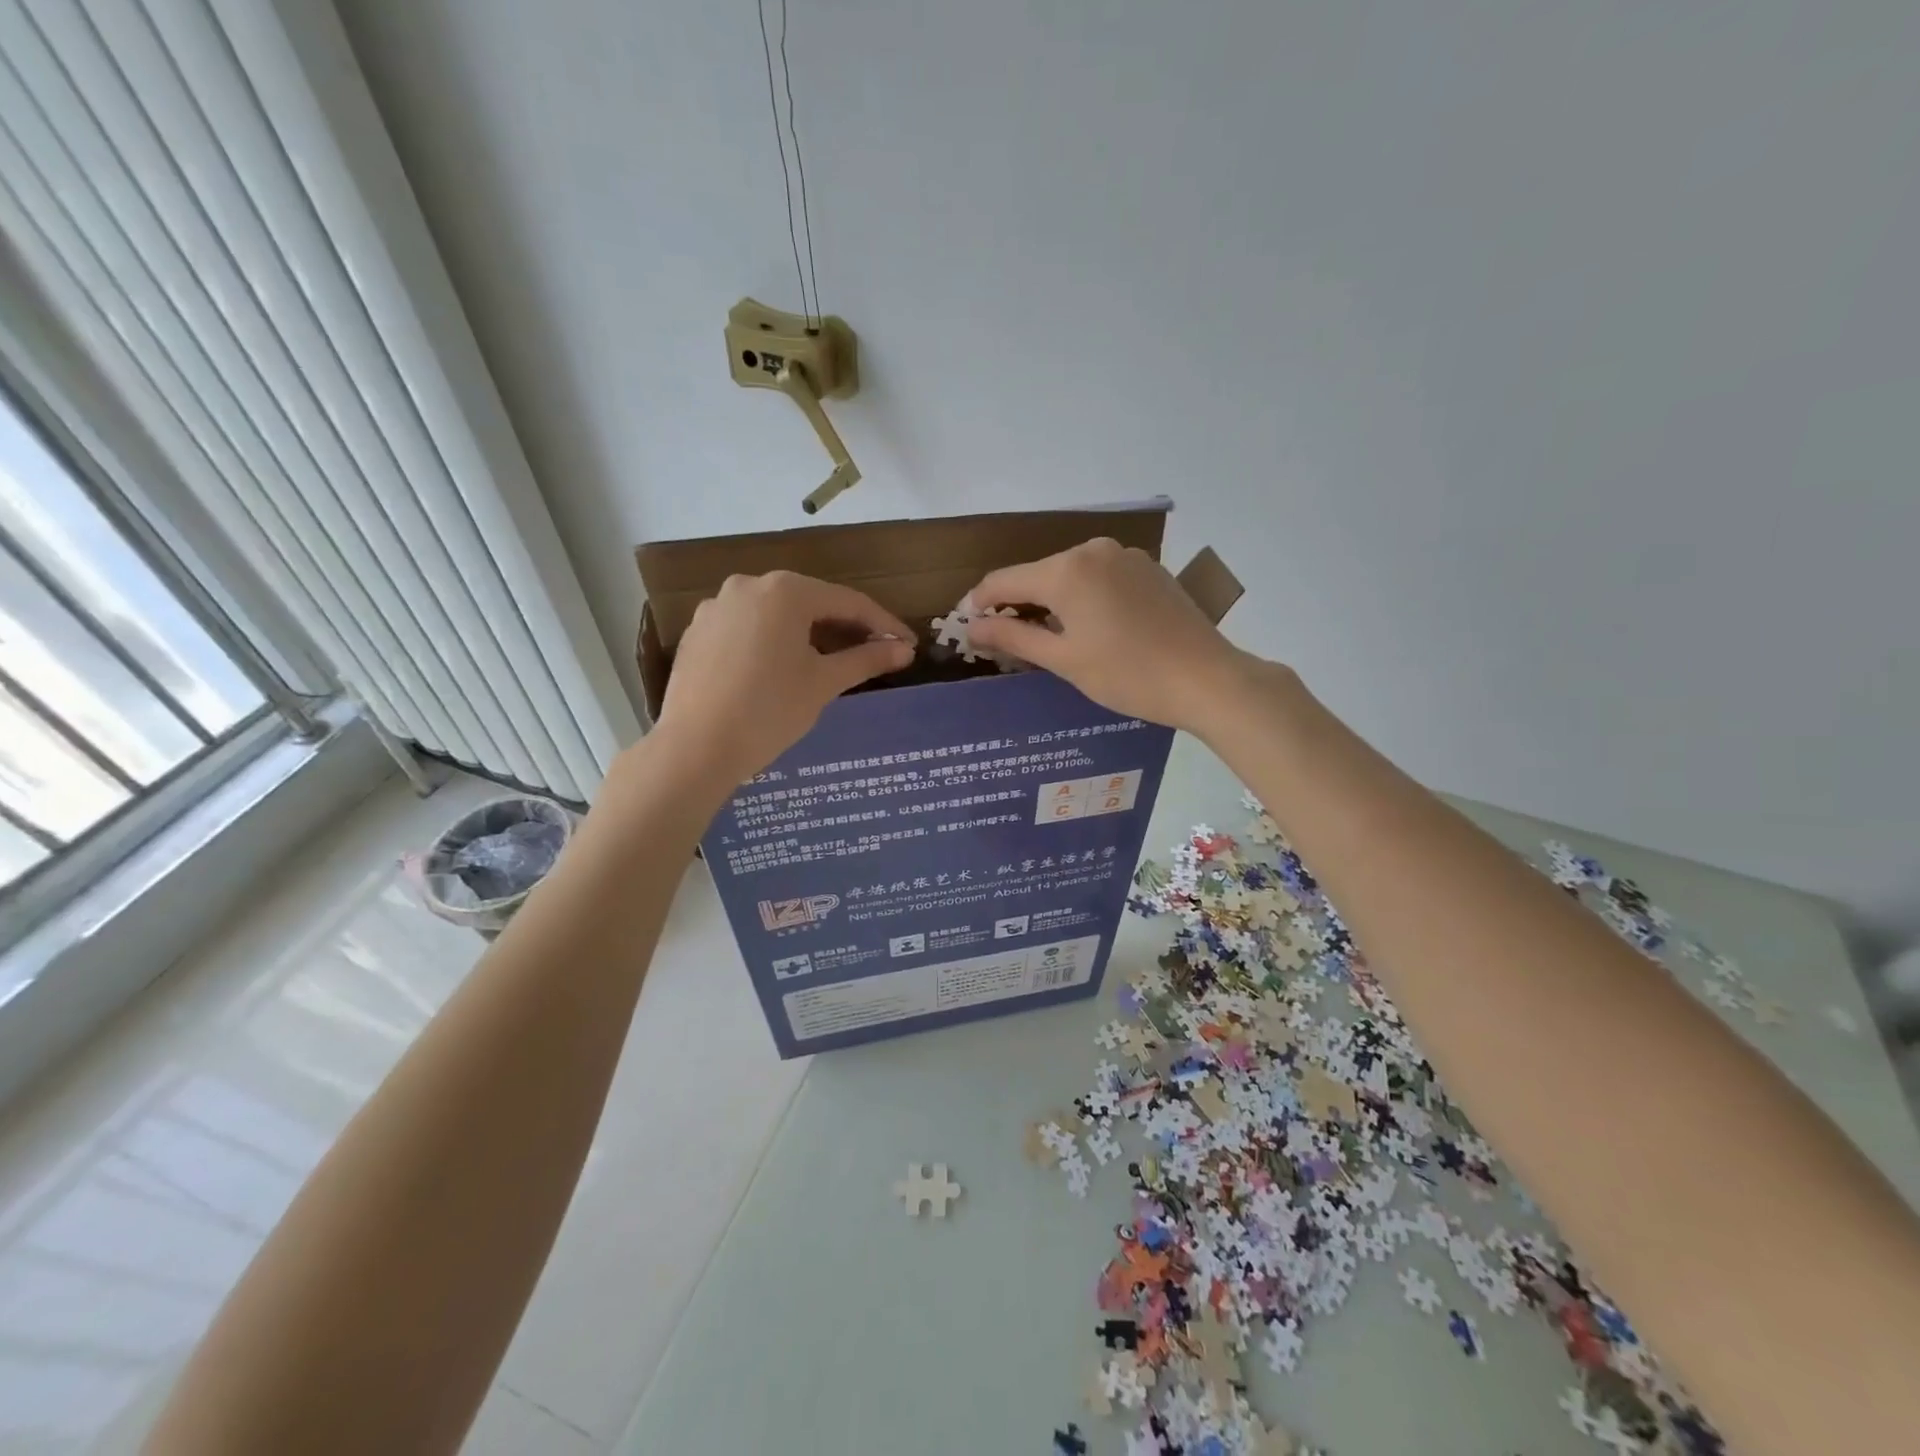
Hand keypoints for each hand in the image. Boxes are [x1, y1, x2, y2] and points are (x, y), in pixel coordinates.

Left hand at [654, 571, 912, 786]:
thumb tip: (905, 649)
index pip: (848, 602)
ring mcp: (717, 607)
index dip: (883, 624)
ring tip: (830, 662)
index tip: (907, 644)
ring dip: (808, 634)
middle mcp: (748, 586)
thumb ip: (867, 659)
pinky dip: (772, 642)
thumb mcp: (824, 683)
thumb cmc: (770, 711)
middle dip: (845, 627)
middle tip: (874, 652)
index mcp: (785, 591)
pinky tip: (781, 669)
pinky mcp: (697, 631)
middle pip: (811, 603)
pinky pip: (748, 628)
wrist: (695, 748)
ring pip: (777, 615)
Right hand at [967, 538, 1261, 735]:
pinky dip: (1083, 597)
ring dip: (1052, 601)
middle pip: (1038, 574)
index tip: (968, 625)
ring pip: (1070, 575)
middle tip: (1007, 640)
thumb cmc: (1127, 675)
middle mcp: (1093, 550)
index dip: (980, 602)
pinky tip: (1091, 627)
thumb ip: (1014, 637)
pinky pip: (1099, 577)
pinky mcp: (1148, 568)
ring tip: (1049, 638)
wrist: (1206, 678)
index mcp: (1066, 570)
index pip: (1004, 580)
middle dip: (1018, 603)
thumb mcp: (1064, 660)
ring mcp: (1125, 556)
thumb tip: (972, 626)